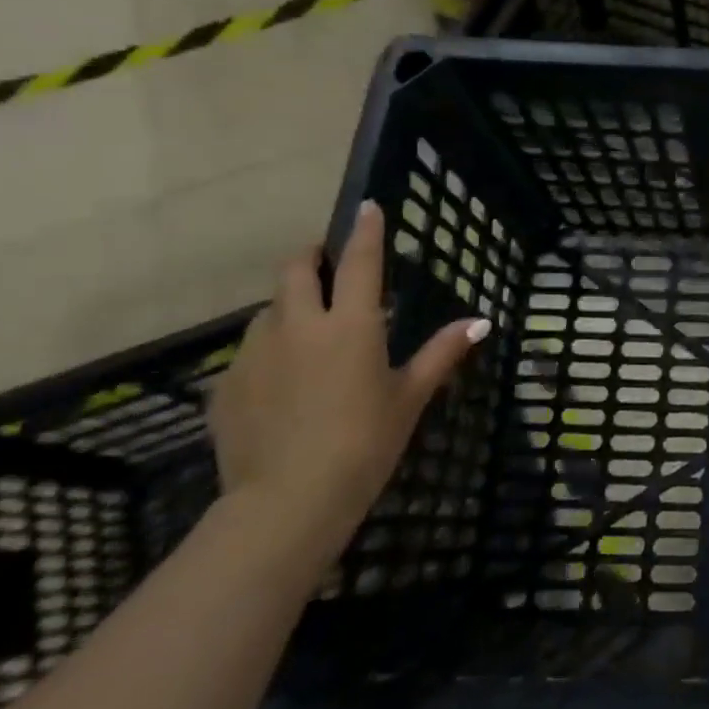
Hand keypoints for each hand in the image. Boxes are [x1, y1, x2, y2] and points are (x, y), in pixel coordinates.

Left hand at [208, 201, 484, 565]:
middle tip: (327, 265)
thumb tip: (480, 321)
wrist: (287, 501)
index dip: (365, 231)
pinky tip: (283, 382)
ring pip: (269, 310)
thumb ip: (441, 352)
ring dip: (289, 306)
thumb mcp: (410, 397)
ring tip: (308, 331)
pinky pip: (250, 351)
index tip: (366, 207)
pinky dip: (270, 350)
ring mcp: (255, 354)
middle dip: (310, 257)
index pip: (358, 261)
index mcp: (350, 325)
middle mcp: (298, 326)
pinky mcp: (227, 385)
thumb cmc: (365, 443)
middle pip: (295, 270)